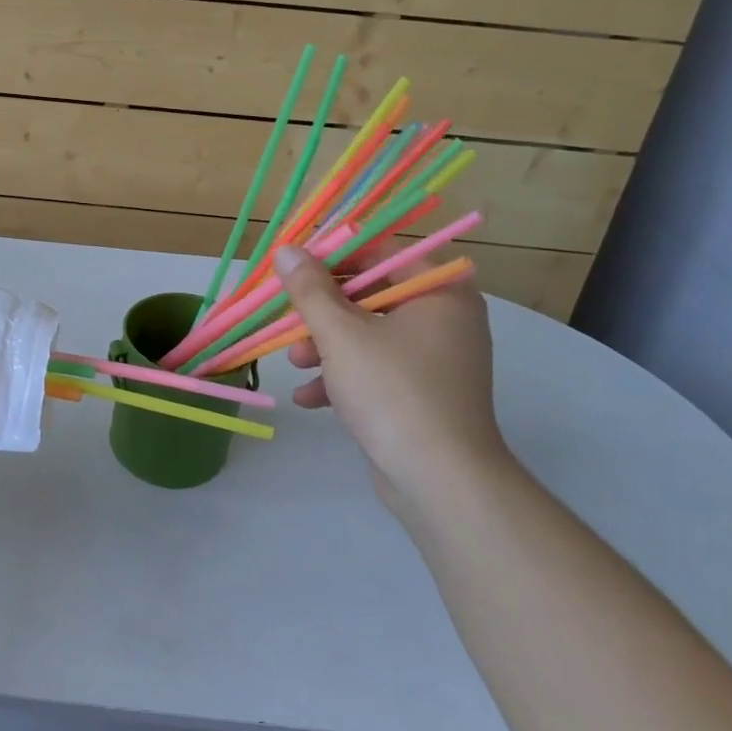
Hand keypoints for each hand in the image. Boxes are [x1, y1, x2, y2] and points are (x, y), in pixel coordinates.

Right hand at [274, 244, 507, 504]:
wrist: (440, 479)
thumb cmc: (392, 391)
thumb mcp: (340, 334)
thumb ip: (310, 289)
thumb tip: (287, 251)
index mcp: (438, 290)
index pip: (380, 251)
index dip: (332, 255)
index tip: (293, 267)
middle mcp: (444, 317)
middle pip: (370, 294)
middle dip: (322, 310)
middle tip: (287, 316)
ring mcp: (435, 358)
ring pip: (368, 334)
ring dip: (325, 345)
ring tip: (294, 363)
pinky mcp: (423, 393)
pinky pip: (376, 369)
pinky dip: (343, 377)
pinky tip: (310, 397)